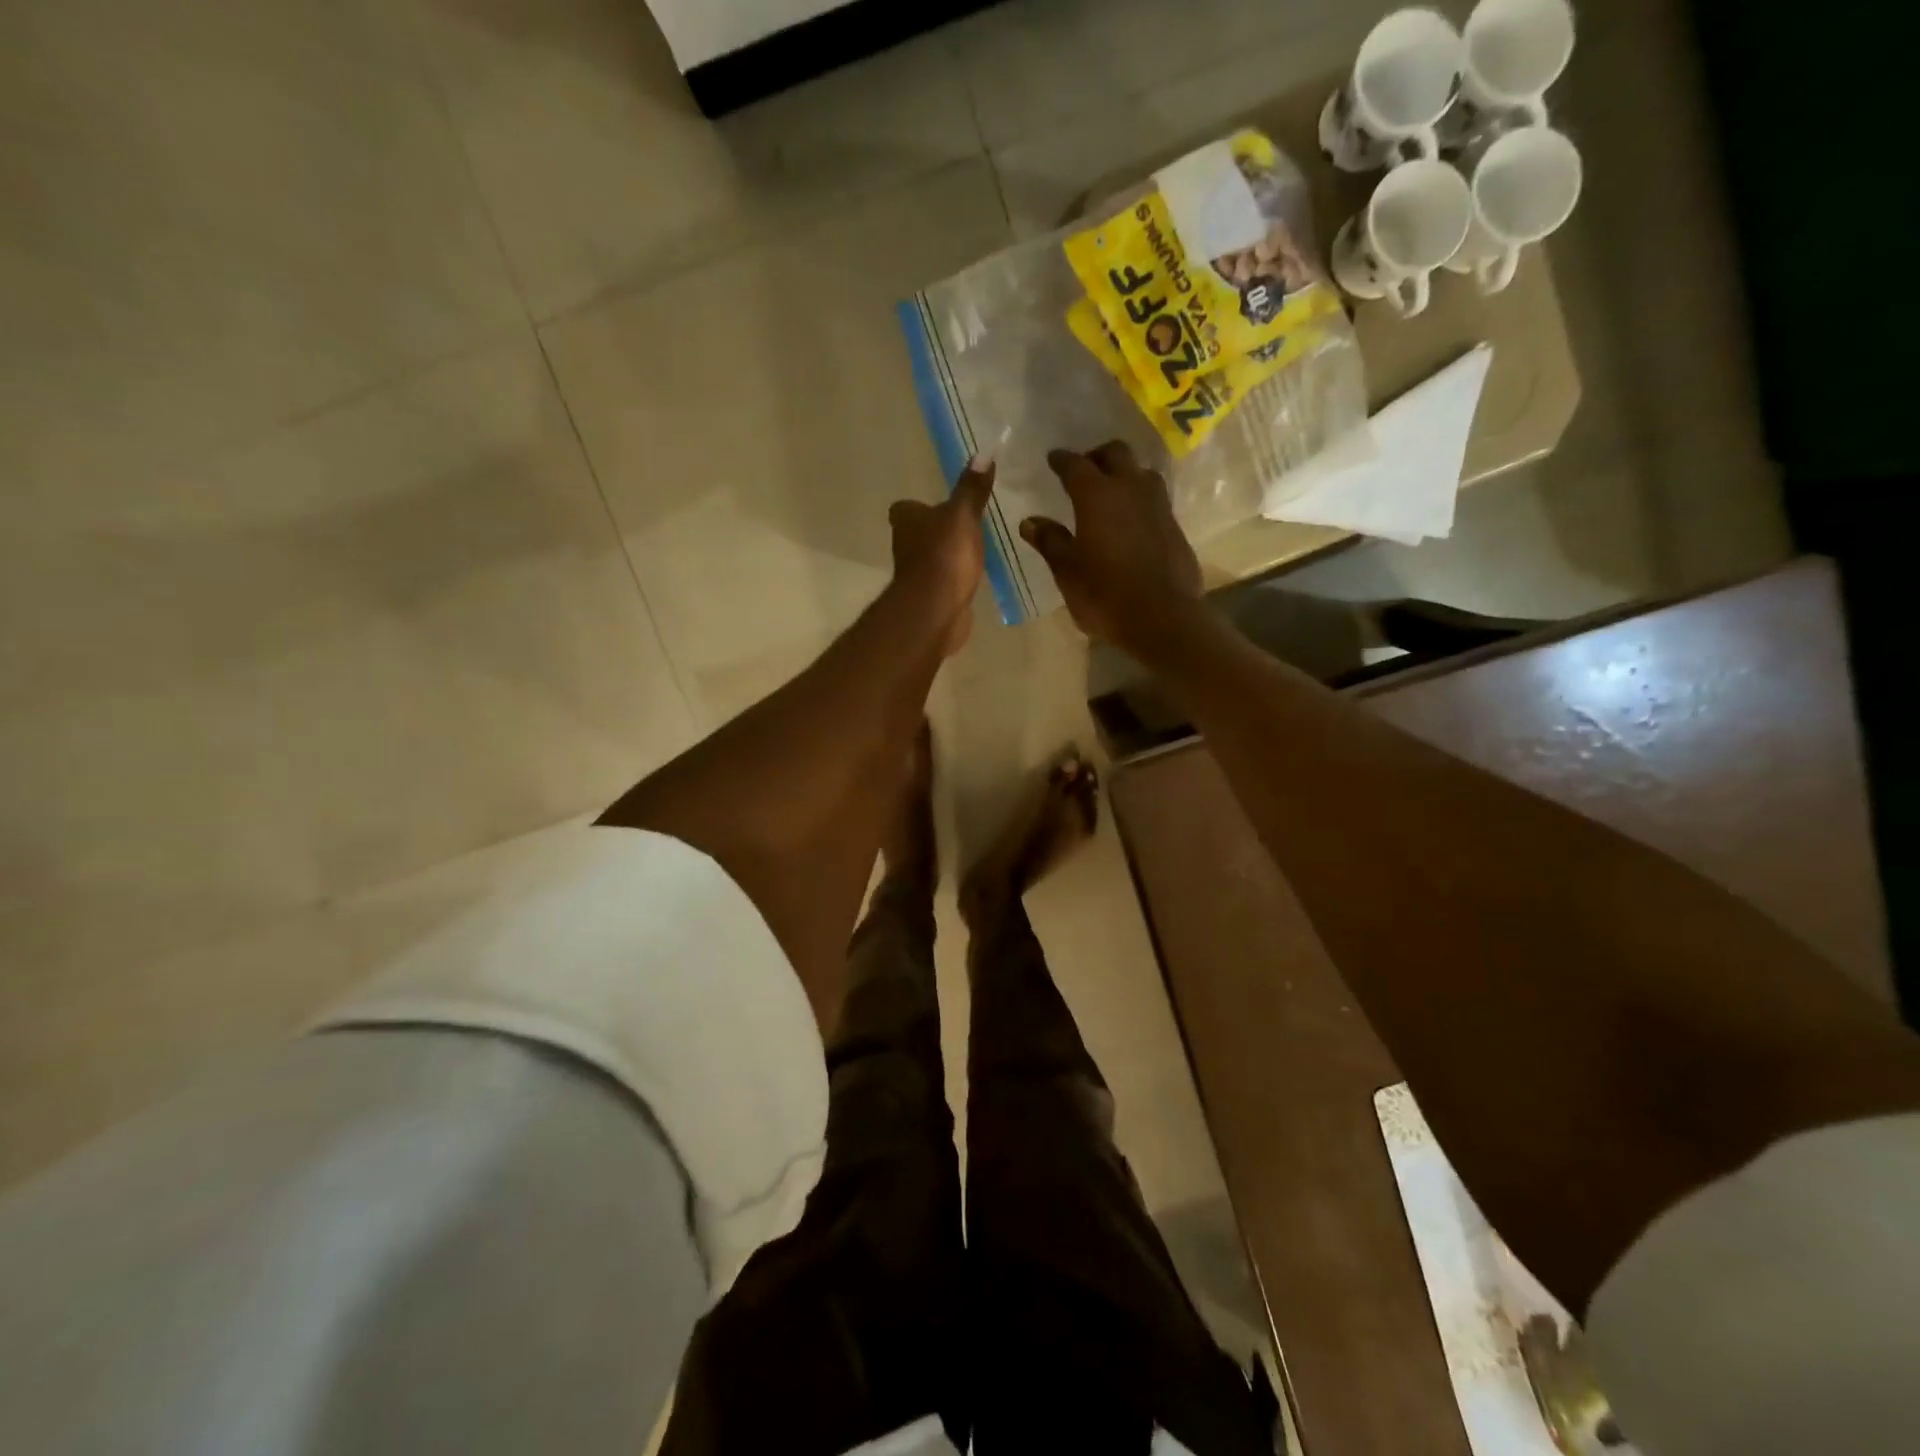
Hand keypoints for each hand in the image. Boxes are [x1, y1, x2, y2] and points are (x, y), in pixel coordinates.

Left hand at [889, 457, 995, 656]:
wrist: (936, 609)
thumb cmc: (945, 555)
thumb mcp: (963, 515)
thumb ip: (972, 489)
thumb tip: (982, 454)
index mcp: (906, 519)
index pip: (906, 507)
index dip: (921, 506)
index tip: (942, 506)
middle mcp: (904, 544)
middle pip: (919, 532)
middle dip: (937, 531)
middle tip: (964, 526)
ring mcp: (915, 574)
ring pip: (931, 557)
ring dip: (947, 555)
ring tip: (974, 550)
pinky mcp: (929, 597)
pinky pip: (943, 582)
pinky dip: (954, 579)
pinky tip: (972, 577)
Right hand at [1020, 442, 1202, 652]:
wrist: (1163, 618)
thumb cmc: (1105, 595)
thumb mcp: (1068, 572)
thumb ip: (1050, 542)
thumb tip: (1030, 522)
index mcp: (1097, 496)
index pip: (1076, 465)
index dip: (1062, 460)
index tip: (1053, 459)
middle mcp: (1130, 489)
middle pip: (1116, 453)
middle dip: (1097, 456)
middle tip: (1084, 470)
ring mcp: (1158, 506)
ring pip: (1141, 472)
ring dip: (1124, 473)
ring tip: (1111, 491)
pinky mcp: (1174, 525)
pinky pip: (1154, 498)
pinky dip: (1139, 498)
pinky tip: (1131, 518)